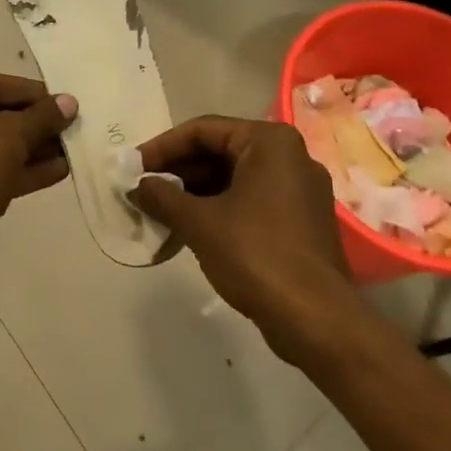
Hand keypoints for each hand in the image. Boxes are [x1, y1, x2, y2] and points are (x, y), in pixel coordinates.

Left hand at [0, 73, 76, 275]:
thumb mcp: (12, 133)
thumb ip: (42, 115)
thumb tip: (69, 102)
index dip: (26, 91)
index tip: (56, 99)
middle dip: (29, 123)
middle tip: (64, 125)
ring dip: (27, 148)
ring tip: (67, 149)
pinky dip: (14, 169)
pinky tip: (56, 171)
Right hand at [131, 116, 349, 359]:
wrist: (317, 320)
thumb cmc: (256, 254)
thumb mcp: (199, 223)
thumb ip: (163, 197)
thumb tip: (137, 187)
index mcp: (269, 141)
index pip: (203, 130)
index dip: (162, 148)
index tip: (133, 168)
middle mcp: (289, 156)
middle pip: (219, 152)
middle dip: (178, 173)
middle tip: (143, 191)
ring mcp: (299, 189)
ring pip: (233, 178)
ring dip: (194, 194)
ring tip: (159, 213)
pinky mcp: (301, 220)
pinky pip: (250, 201)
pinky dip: (218, 209)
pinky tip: (188, 230)